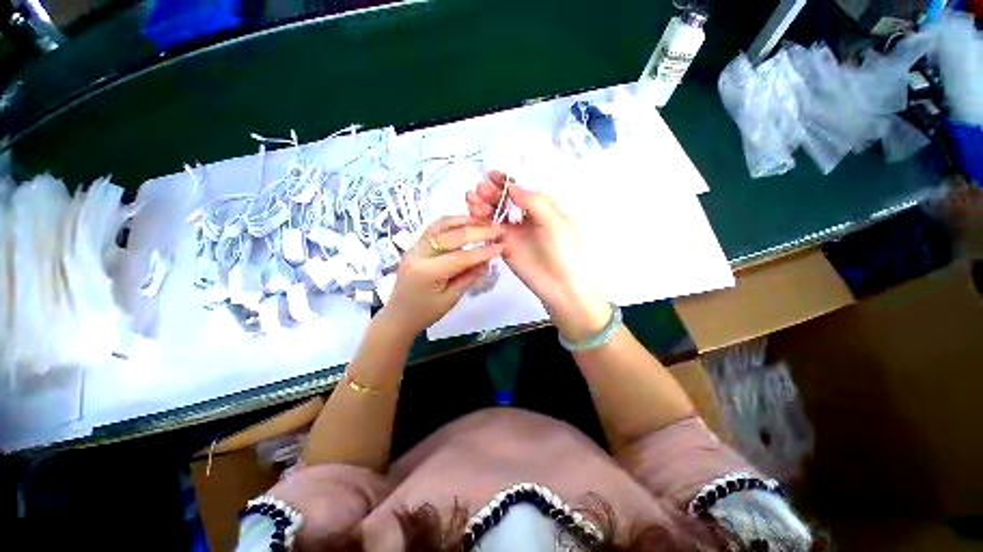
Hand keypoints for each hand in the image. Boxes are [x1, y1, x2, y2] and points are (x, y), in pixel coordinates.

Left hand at [380, 215, 503, 338]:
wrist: (398, 315)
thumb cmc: (425, 313)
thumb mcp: (451, 299)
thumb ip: (469, 278)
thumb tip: (487, 261)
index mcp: (426, 272)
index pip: (459, 257)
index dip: (482, 251)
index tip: (501, 246)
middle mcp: (418, 254)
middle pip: (451, 236)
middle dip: (477, 231)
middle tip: (497, 229)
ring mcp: (414, 247)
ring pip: (441, 225)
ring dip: (464, 221)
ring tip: (484, 221)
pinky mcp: (416, 245)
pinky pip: (435, 229)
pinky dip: (452, 223)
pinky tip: (466, 223)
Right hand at [465, 171, 611, 341]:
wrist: (562, 286)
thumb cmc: (565, 251)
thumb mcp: (555, 222)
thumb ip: (534, 202)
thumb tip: (513, 186)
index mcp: (544, 208)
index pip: (522, 190)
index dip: (507, 181)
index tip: (491, 175)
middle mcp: (528, 218)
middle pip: (506, 201)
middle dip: (492, 193)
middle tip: (478, 190)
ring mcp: (516, 233)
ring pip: (496, 214)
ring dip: (483, 205)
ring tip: (471, 200)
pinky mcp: (505, 247)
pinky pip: (491, 231)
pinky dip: (481, 222)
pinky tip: (473, 216)